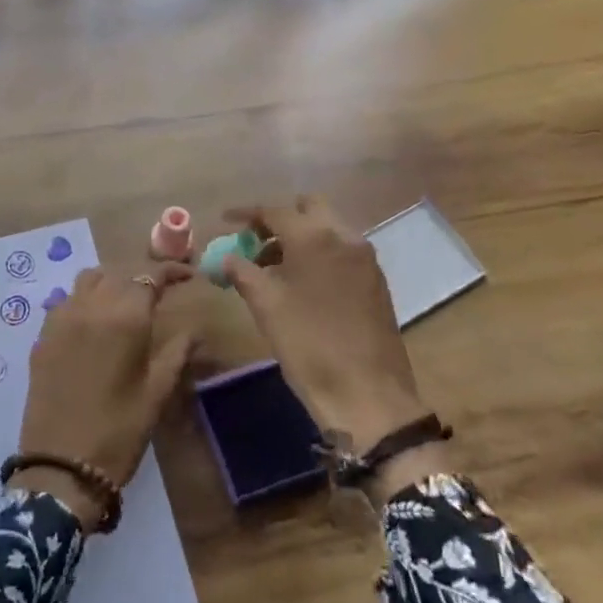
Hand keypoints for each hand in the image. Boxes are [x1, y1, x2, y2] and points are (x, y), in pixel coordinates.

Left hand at [13, 263, 195, 528]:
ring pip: (89, 279)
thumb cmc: (119, 431)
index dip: (171, 271)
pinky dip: (85, 298)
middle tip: (161, 289)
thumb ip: (177, 351)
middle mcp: (90, 306)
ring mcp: (61, 318)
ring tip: (127, 299)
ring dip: (111, 280)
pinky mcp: (42, 336)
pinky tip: (95, 320)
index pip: (149, 275)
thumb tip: (194, 329)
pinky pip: (67, 300)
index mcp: (124, 317)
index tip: (187, 276)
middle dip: (142, 275)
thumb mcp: (157, 392)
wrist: (61, 466)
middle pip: (118, 272)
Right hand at [222, 197, 448, 498]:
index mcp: (315, 238)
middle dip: (280, 218)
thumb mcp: (266, 307)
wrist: (368, 394)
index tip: (226, 220)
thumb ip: (243, 273)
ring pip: (328, 228)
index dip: (247, 214)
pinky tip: (302, 283)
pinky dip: (320, 253)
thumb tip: (227, 257)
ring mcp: (365, 259)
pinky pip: (343, 250)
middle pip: (309, 208)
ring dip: (300, 236)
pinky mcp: (376, 281)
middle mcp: (345, 237)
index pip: (275, 211)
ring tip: (272, 266)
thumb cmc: (309, 346)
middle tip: (255, 241)